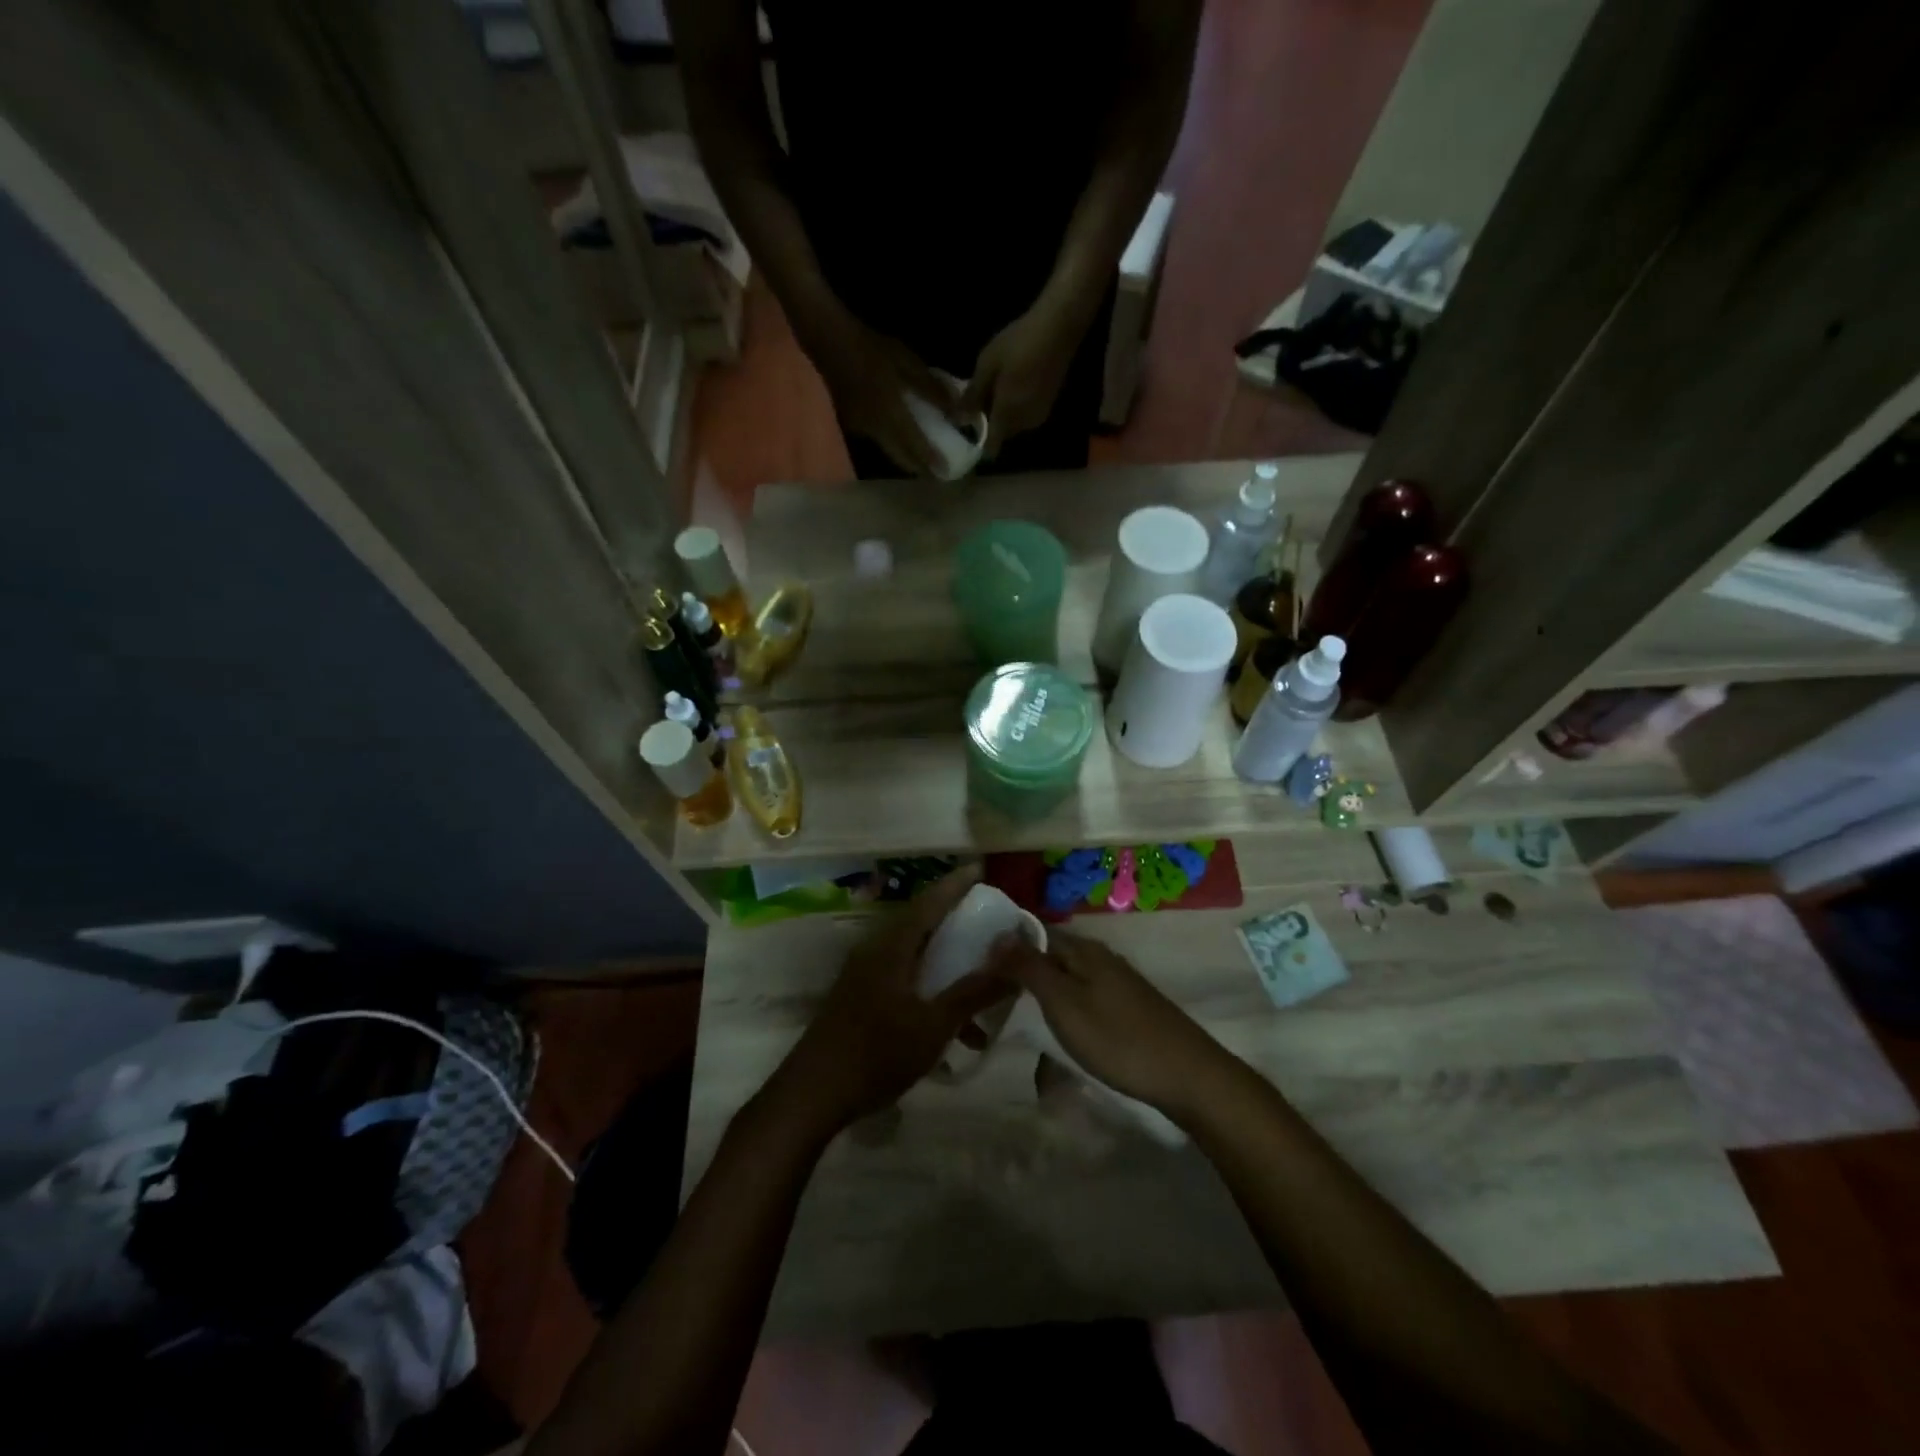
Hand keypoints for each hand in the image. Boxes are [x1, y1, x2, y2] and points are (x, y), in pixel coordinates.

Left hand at [773, 871, 1013, 1133]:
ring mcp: (864, 976)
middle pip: (921, 924)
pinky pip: (904, 980)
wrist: (811, 1097)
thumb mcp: (934, 1025)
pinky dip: (931, 992)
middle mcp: (876, 952)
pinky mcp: (860, 1000)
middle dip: (955, 920)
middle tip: (988, 919)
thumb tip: (1014, 960)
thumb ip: (974, 993)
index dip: (955, 885)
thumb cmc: (876, 1054)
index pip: (929, 903)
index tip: (980, 869)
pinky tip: (954, 1031)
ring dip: (947, 967)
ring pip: (915, 957)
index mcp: (892, 947)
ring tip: (982, 984)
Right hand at [804, 306, 959, 476]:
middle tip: (936, 475)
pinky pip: (877, 442)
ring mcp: (861, 430)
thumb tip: (957, 411)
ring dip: (906, 460)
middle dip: (919, 468)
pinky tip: (900, 442)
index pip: (916, 445)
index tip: (946, 473)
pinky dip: (892, 446)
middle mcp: (876, 429)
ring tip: (922, 463)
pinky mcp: (852, 427)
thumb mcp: (906, 362)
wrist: (828, 342)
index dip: (931, 460)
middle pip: (901, 457)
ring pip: (889, 452)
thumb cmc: (870, 348)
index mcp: (892, 413)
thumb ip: (931, 388)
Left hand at [961, 298, 1089, 456]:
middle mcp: (1024, 423)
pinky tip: (1016, 382)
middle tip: (982, 395)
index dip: (980, 443)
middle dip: (992, 422)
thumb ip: (972, 396)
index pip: (992, 447)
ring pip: (1016, 423)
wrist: (1058, 328)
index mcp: (1007, 416)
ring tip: (998, 385)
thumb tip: (960, 419)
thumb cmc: (1018, 344)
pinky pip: (1027, 413)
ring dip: (1005, 412)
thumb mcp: (986, 366)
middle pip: (1003, 433)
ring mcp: (1040, 415)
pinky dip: (1018, 405)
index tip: (971, 429)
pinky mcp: (1050, 404)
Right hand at [992, 930, 1229, 1117]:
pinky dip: (1062, 1009)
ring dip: (1041, 993)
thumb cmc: (1117, 1038)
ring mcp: (1117, 982)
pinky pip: (1082, 997)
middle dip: (1020, 971)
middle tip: (988, 996)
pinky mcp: (1127, 1008)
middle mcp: (1100, 958)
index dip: (1005, 945)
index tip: (976, 966)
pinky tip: (1057, 1030)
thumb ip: (1030, 967)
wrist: (1187, 1075)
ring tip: (1015, 1017)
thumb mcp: (1064, 1003)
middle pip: (1050, 955)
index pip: (1034, 932)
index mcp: (1083, 950)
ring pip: (1066, 978)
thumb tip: (998, 933)